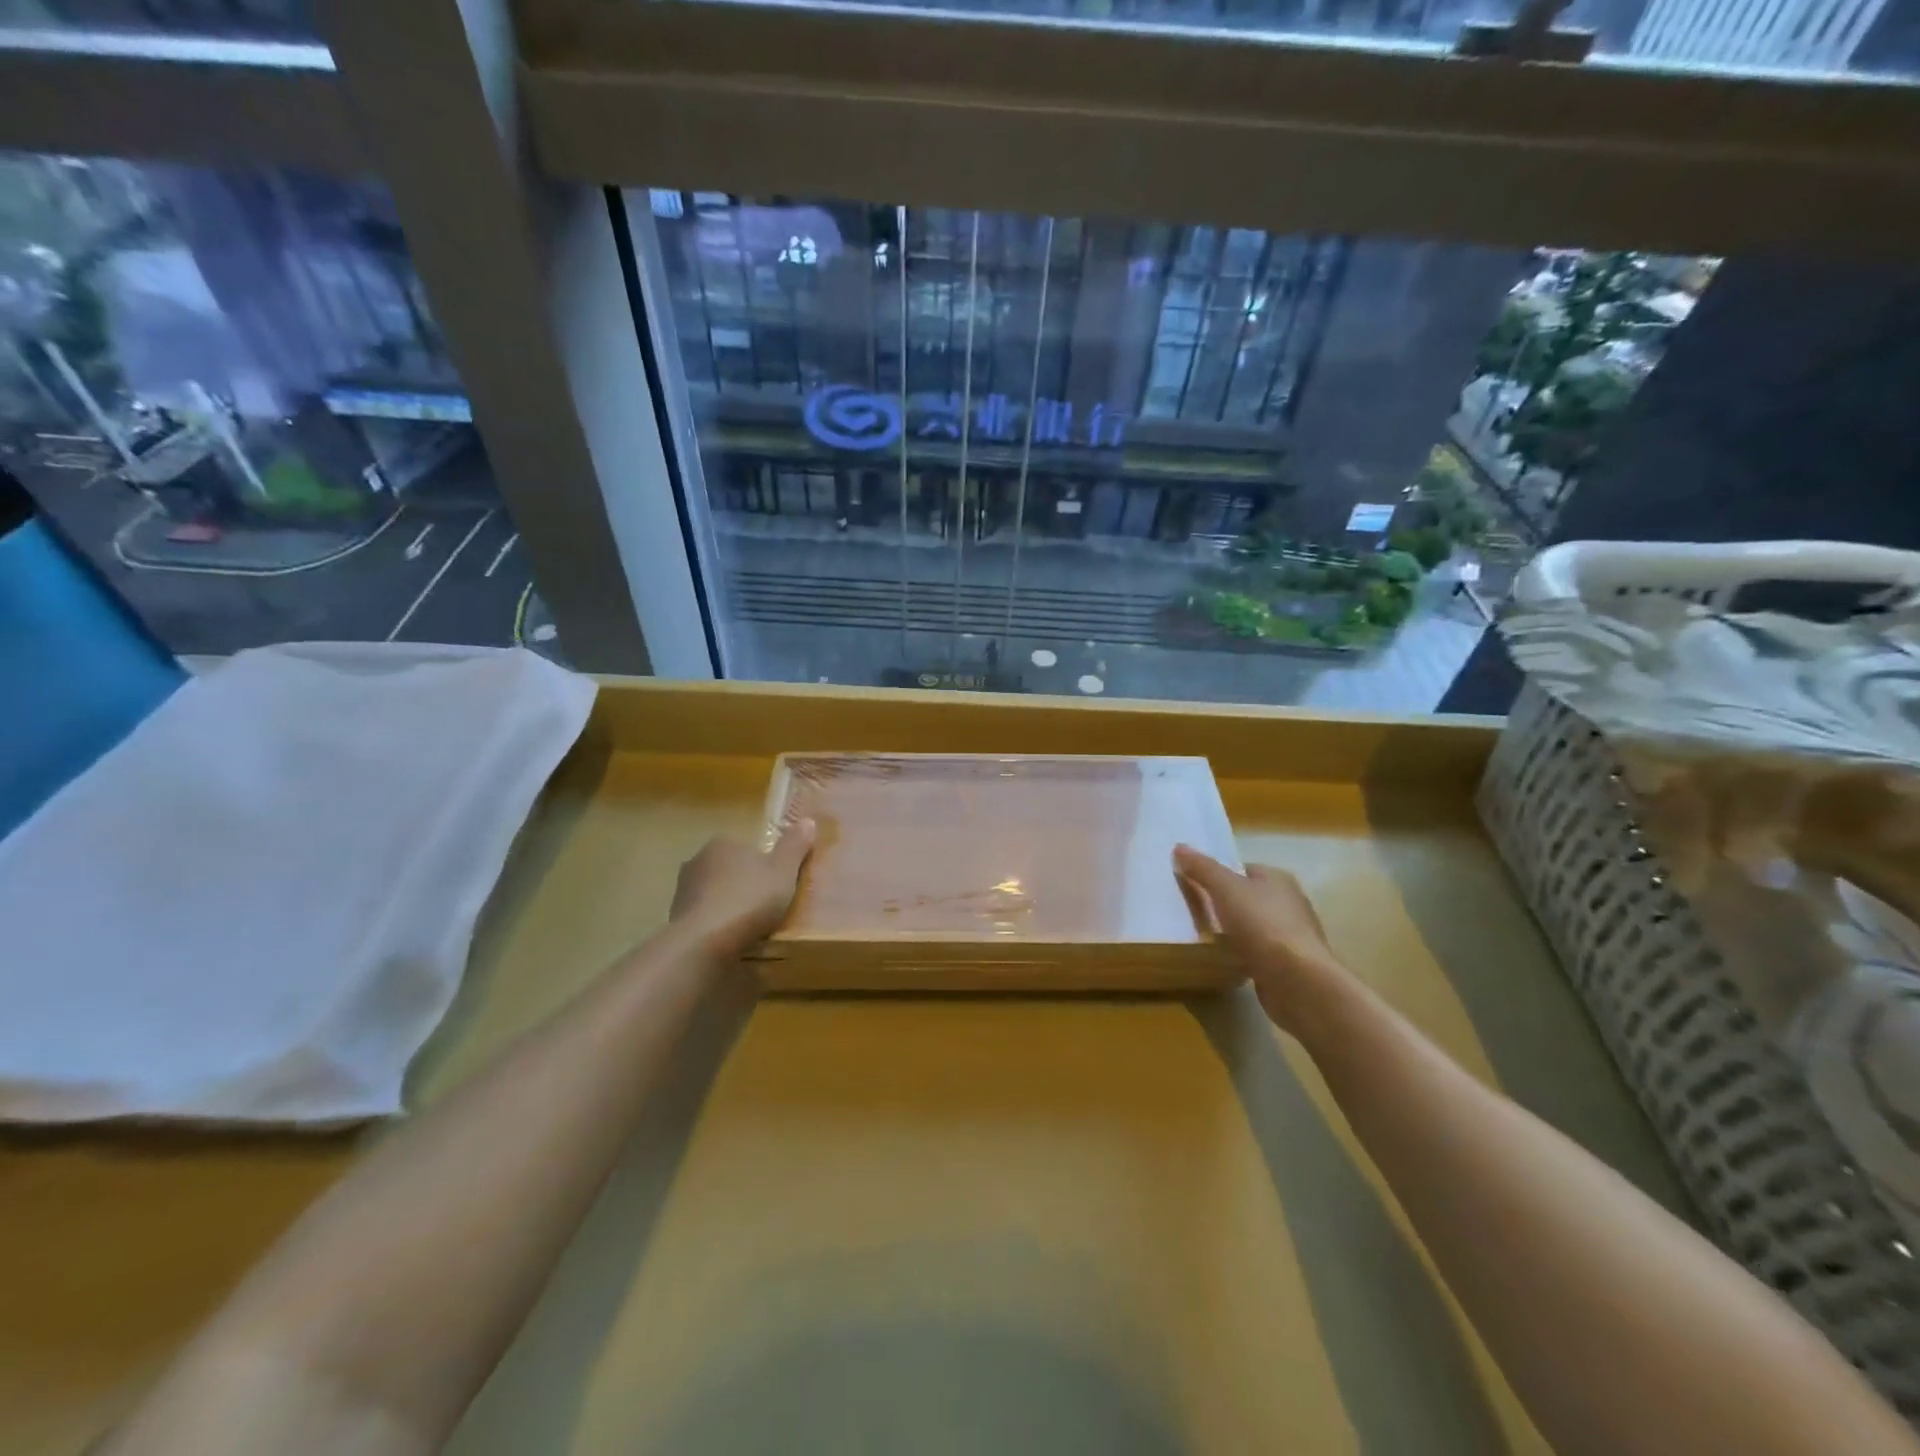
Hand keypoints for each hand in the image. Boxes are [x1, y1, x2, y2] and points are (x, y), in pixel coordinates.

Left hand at [670, 820, 816, 955]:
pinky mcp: (676, 919)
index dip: (764, 863)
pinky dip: (716, 925)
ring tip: (749, 926)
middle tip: (766, 905)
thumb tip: (808, 820)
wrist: (703, 943)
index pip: (747, 846)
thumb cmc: (749, 899)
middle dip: (744, 883)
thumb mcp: (783, 871)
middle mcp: (698, 860)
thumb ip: (795, 846)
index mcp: (723, 843)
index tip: (777, 882)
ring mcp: (683, 890)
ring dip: (728, 905)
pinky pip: (704, 917)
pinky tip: (730, 940)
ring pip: (714, 893)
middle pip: (729, 869)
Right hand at [1174, 846, 1351, 1033]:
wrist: (1298, 980)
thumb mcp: (1225, 888)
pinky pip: (1260, 951)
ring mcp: (1293, 935)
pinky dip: (1245, 953)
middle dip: (1226, 904)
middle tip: (1196, 912)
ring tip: (1207, 938)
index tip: (1195, 887)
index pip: (1243, 870)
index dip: (1219, 876)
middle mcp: (1290, 902)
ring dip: (1235, 931)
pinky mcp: (1291, 964)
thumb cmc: (1262, 925)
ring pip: (1255, 926)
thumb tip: (1180, 846)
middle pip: (1249, 897)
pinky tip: (1228, 960)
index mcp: (1278, 879)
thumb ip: (1202, 868)